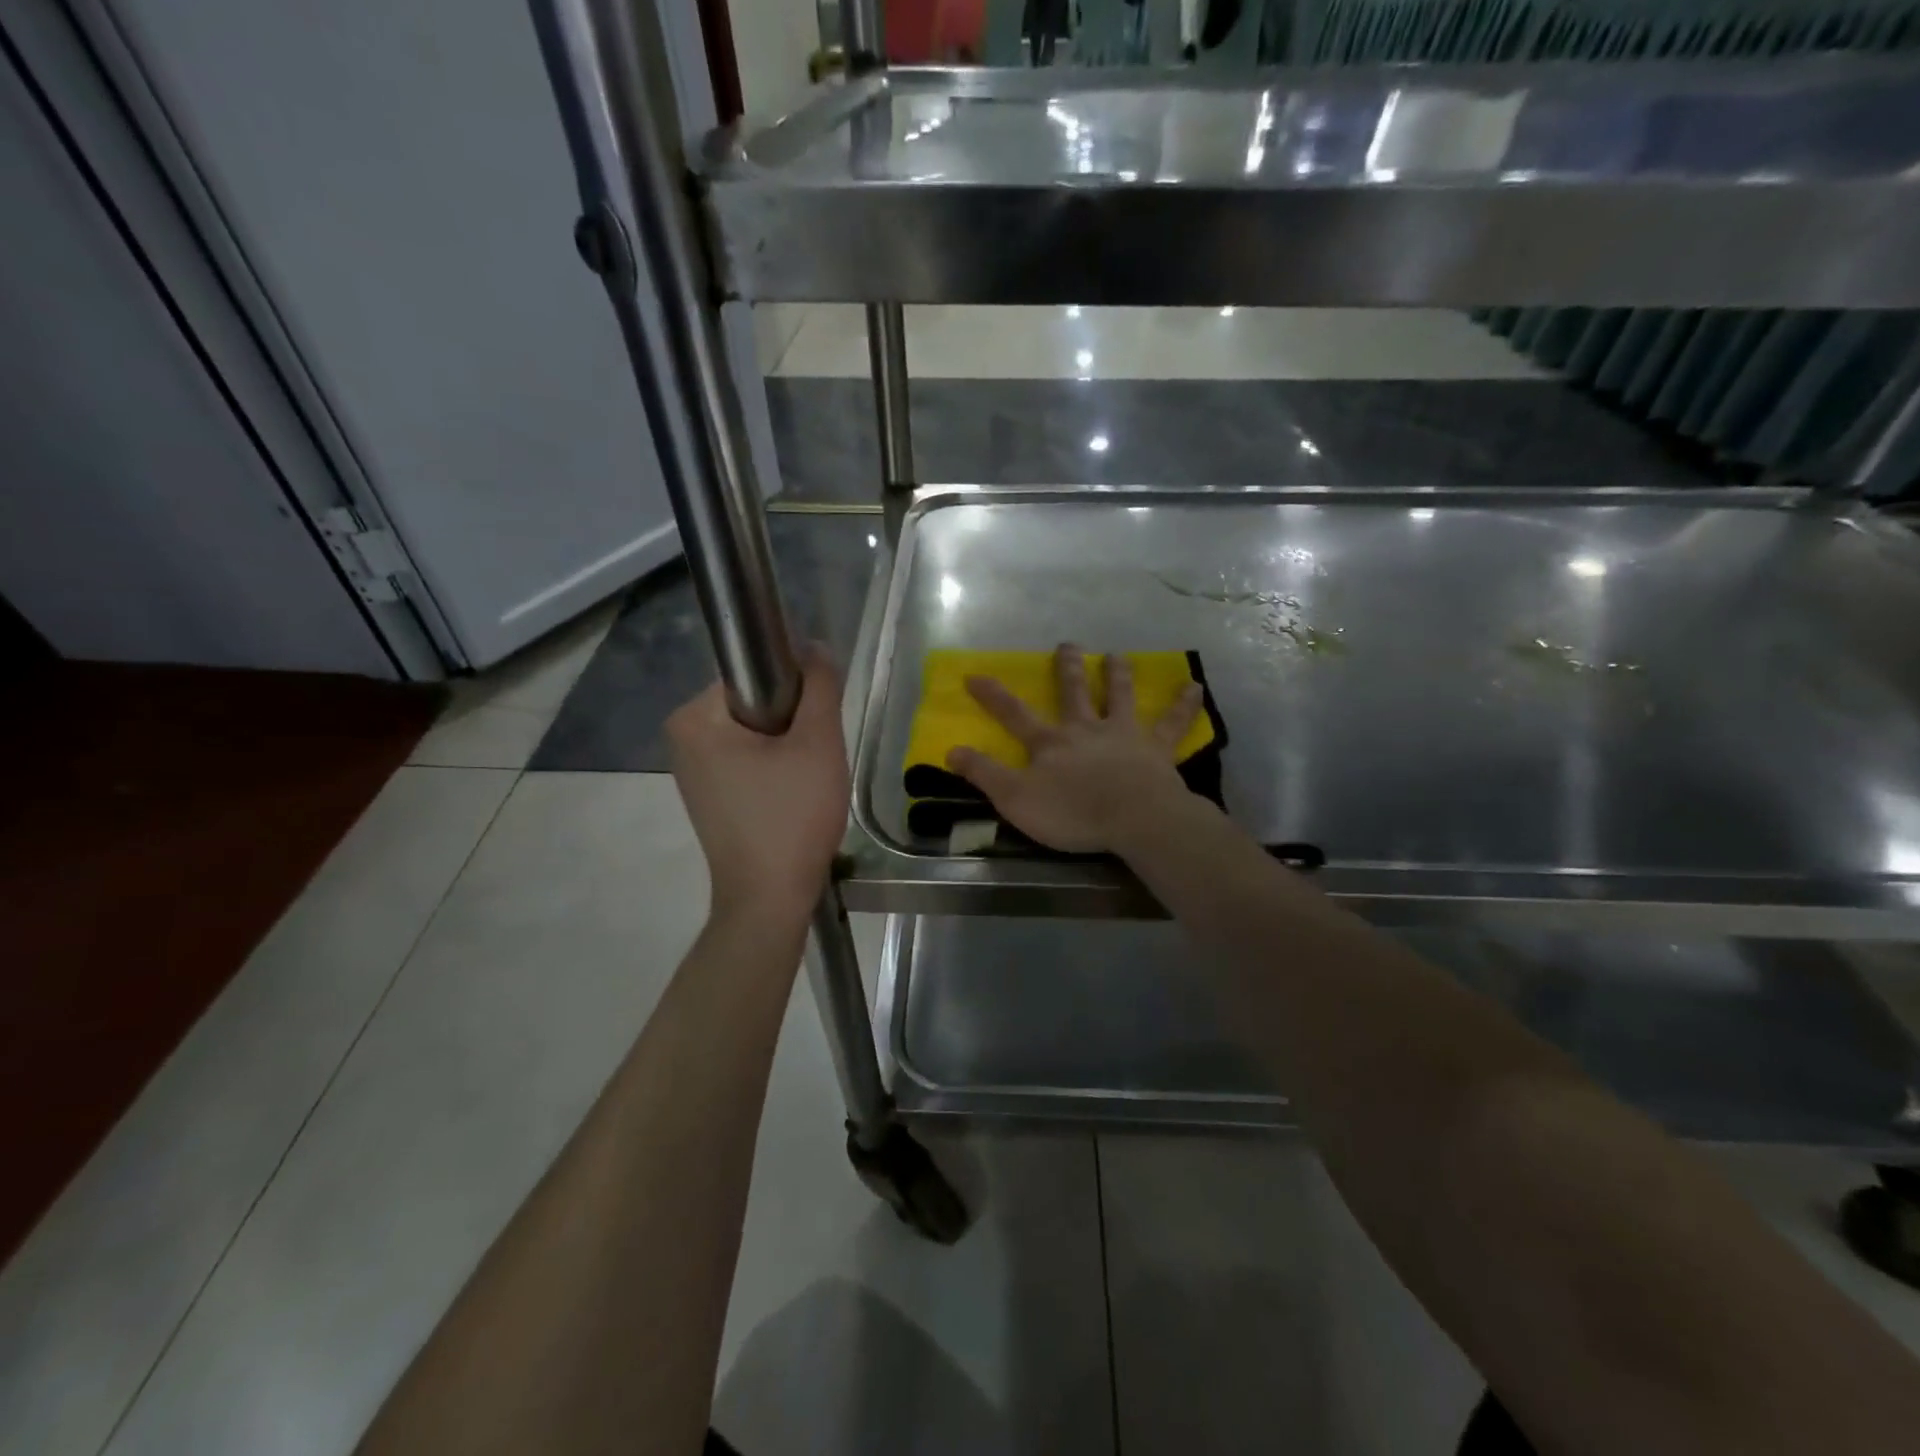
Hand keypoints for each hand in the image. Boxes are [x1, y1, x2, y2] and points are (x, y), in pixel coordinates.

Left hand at [667, 646, 848, 920]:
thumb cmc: (792, 817)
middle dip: (793, 723)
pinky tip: (791, 797)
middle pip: (756, 703)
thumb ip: (819, 685)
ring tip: (806, 782)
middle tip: (815, 759)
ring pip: (756, 733)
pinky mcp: (707, 795)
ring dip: (787, 747)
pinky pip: (747, 760)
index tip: (818, 725)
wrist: (769, 898)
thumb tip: (813, 646)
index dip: (797, 690)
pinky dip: (774, 769)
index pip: (756, 673)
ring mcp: (692, 769)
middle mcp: (682, 737)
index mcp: (695, 717)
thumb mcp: (817, 744)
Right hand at [944, 644, 1204, 853]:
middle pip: (1074, 692)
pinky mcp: (1156, 749)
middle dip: (1067, 669)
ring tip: (1118, 655)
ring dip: (1119, 675)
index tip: (974, 674)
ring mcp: (1124, 735)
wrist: (1133, 818)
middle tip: (1067, 644)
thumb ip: (984, 774)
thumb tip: (951, 750)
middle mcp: (1086, 729)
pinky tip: (1195, 687)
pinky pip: (1173, 723)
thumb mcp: (1015, 799)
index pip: (1014, 714)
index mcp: (1051, 743)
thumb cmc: (1072, 813)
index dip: (993, 695)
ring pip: (1121, 696)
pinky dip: (1183, 705)